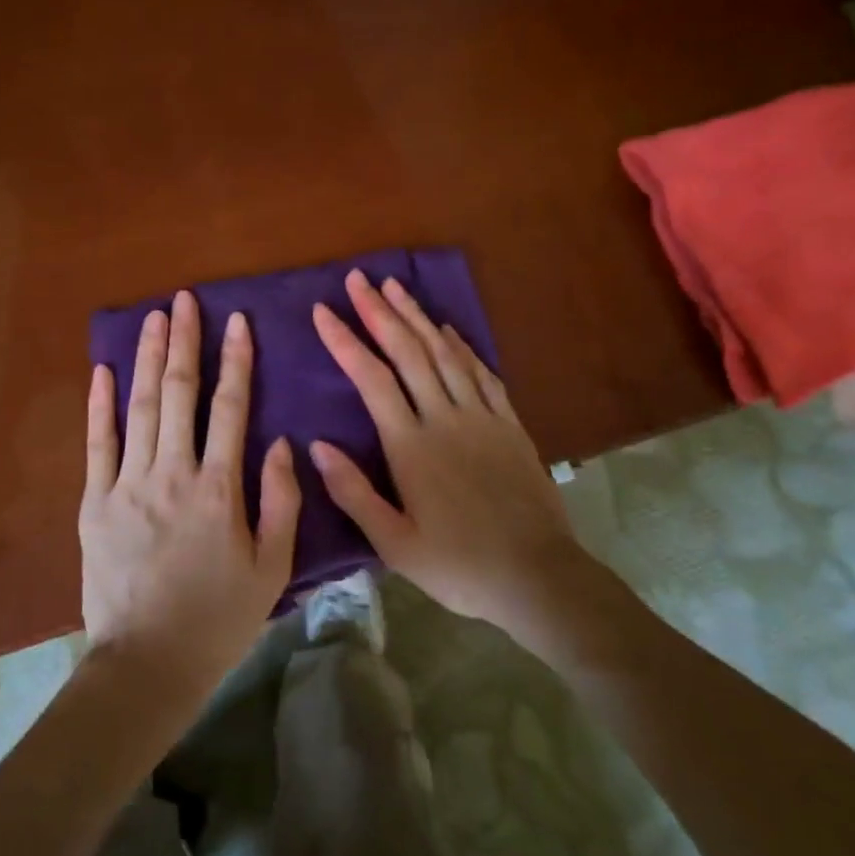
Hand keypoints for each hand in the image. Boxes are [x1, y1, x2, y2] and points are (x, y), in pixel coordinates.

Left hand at [80, 290, 300, 703]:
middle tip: (185, 301)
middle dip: (184, 342)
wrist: (148, 662)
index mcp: (218, 488)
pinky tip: (103, 369)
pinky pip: (97, 443)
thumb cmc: (218, 617)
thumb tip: (279, 441)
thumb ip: (280, 500)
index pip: (231, 408)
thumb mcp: (271, 567)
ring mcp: (127, 484)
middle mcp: (172, 473)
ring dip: (146, 357)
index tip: (237, 322)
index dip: (236, 361)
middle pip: (179, 393)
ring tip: (153, 318)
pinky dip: (99, 404)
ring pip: (139, 407)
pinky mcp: (94, 502)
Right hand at [309, 270, 580, 636]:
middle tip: (358, 279)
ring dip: (417, 316)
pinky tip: (447, 328)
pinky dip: (461, 345)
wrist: (537, 576)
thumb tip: (316, 446)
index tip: (322, 311)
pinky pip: (482, 372)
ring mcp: (482, 417)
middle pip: (409, 352)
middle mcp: (445, 419)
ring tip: (396, 286)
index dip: (345, 341)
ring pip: (445, 353)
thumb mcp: (394, 543)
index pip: (371, 379)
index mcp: (411, 446)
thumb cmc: (457, 565)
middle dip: (380, 311)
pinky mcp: (510, 425)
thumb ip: (354, 492)